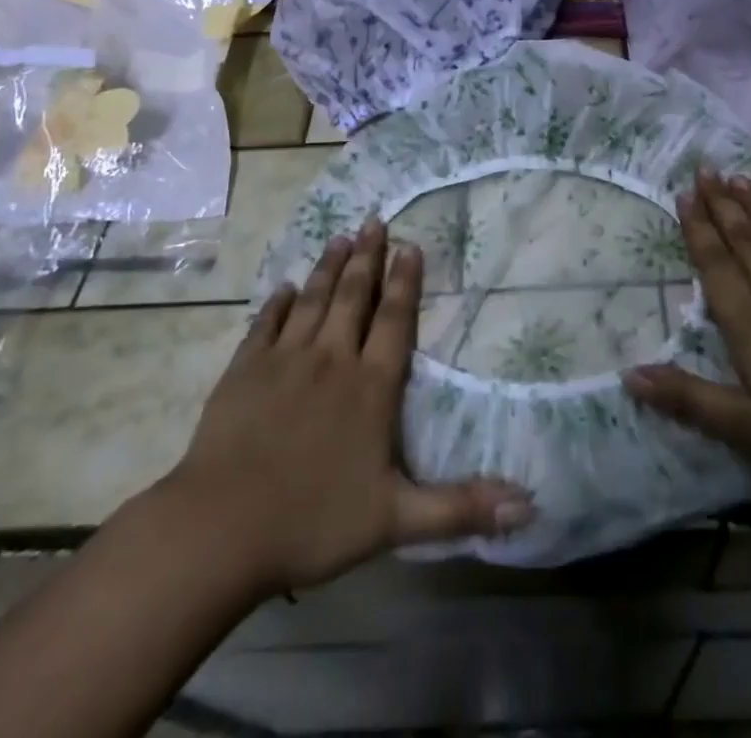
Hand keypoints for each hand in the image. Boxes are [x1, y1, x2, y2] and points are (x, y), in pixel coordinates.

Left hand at [161, 217, 531, 595]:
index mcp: (370, 386)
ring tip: (340, 237)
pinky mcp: (244, 371)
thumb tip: (529, 505)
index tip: (410, 246)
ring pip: (313, 300)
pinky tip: (285, 288)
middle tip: (374, 220)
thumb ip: (462, 507)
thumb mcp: (397, 520)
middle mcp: (331, 360)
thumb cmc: (314, 522)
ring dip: (328, 267)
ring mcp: (284, 361)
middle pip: (354, 297)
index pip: (394, 320)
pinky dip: (277, 304)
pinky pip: (265, 325)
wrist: (221, 531)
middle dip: (367, 257)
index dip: (405, 281)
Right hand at [624, 169, 750, 506]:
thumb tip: (629, 374)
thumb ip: (689, 398)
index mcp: (749, 325)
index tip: (684, 193)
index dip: (697, 228)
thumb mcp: (749, 430)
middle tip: (705, 168)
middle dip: (722, 203)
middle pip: (744, 240)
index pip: (715, 265)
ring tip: (739, 177)